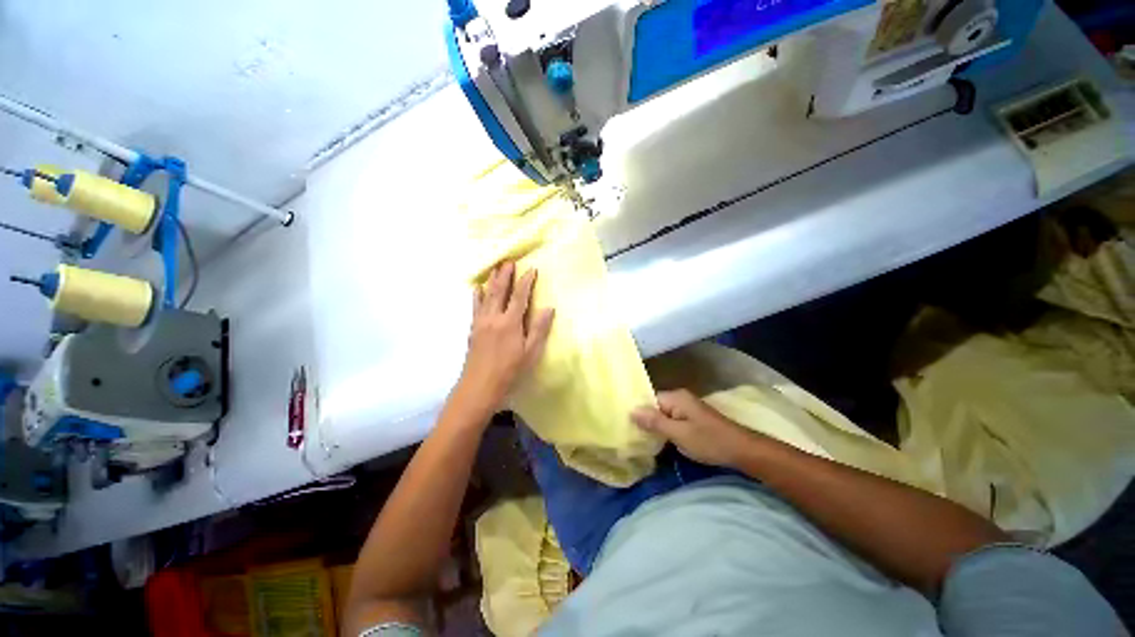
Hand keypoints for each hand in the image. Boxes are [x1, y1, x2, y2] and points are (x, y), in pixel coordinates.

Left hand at [454, 262, 554, 416]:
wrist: (479, 387)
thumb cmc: (509, 371)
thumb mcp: (530, 353)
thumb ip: (539, 329)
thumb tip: (549, 308)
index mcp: (510, 323)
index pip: (519, 296)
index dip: (526, 282)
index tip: (531, 269)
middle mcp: (493, 317)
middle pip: (499, 291)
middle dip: (505, 274)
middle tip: (509, 261)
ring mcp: (481, 322)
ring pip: (486, 295)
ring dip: (491, 280)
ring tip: (495, 268)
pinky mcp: (473, 329)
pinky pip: (475, 306)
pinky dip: (477, 295)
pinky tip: (477, 289)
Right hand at [631, 390, 756, 467]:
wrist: (742, 451)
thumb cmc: (709, 441)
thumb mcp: (679, 433)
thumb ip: (655, 422)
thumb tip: (631, 410)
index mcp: (675, 397)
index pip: (648, 399)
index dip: (638, 412)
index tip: (625, 425)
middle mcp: (680, 399)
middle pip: (655, 407)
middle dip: (645, 420)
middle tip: (631, 435)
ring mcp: (687, 409)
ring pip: (663, 416)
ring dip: (655, 427)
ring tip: (640, 440)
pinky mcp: (692, 419)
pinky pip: (672, 421)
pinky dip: (665, 431)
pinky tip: (658, 442)